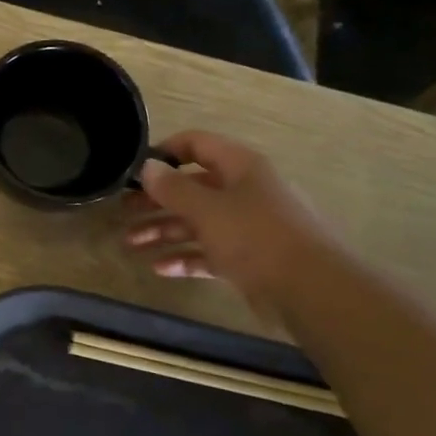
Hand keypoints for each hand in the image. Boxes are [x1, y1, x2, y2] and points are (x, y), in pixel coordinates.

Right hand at [124, 131, 334, 315]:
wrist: (313, 290)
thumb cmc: (257, 237)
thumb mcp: (208, 209)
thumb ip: (173, 188)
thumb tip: (147, 167)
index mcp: (240, 167)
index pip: (197, 144)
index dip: (165, 152)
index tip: (134, 168)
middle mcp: (244, 191)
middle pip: (192, 187)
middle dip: (156, 200)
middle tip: (122, 211)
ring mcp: (247, 227)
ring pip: (197, 222)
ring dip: (163, 231)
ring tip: (130, 244)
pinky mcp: (249, 259)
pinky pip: (209, 252)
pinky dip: (185, 258)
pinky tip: (159, 268)